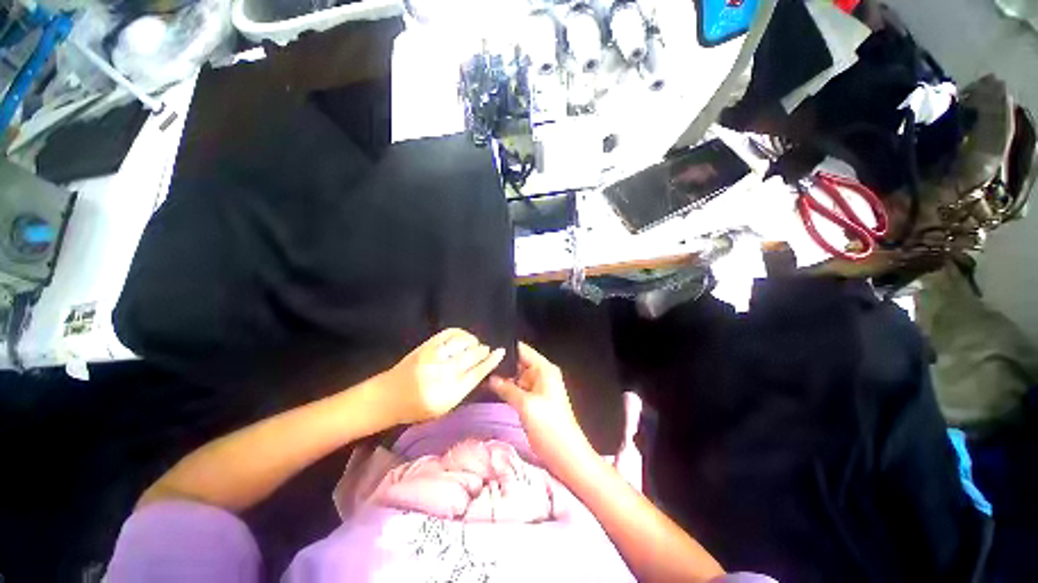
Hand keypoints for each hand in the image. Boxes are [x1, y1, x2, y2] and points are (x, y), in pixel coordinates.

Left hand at [380, 328, 504, 424]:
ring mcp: (433, 357)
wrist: (387, 397)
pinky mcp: (425, 346)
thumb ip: (463, 389)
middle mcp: (442, 374)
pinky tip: (463, 337)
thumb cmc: (416, 408)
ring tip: (474, 344)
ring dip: (473, 341)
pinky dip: (460, 333)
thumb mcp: (443, 407)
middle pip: (471, 356)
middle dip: (482, 350)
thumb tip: (481, 370)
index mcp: (448, 394)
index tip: (500, 352)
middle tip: (486, 349)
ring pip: (462, 343)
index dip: (491, 361)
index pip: (477, 373)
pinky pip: (449, 334)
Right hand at [488, 343, 593, 472]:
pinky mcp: (535, 400)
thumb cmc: (549, 427)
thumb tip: (491, 378)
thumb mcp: (526, 405)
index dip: (505, 348)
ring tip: (481, 374)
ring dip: (502, 377)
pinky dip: (507, 388)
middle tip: (479, 364)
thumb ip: (507, 388)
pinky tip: (490, 388)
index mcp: (544, 369)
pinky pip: (519, 388)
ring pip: (517, 376)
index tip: (485, 349)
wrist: (566, 455)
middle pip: (518, 362)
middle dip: (501, 363)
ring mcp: (538, 388)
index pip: (522, 350)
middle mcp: (542, 374)